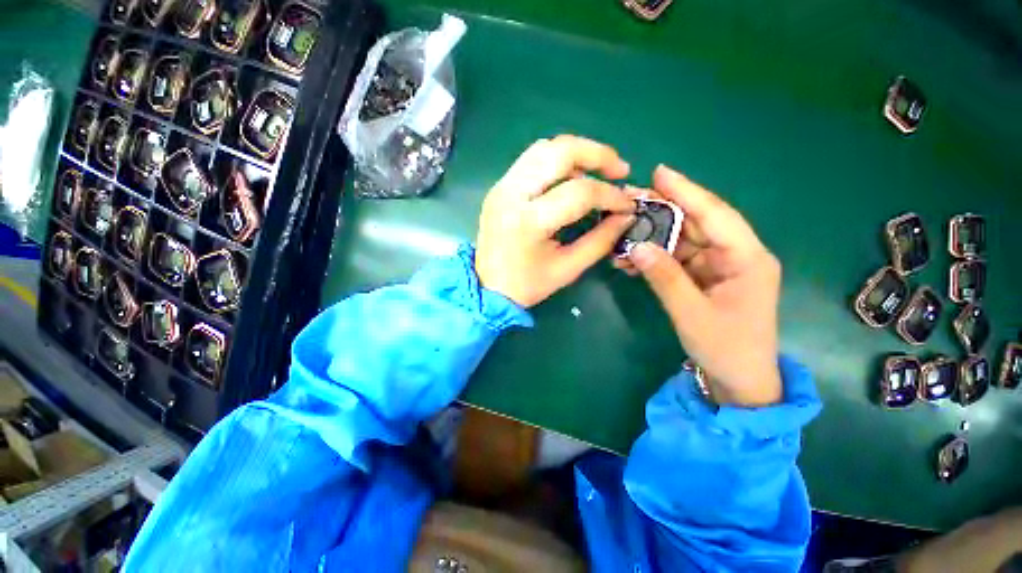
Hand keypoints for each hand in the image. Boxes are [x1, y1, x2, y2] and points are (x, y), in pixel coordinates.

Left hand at [476, 135, 635, 307]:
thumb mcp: (568, 268)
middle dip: (598, 154)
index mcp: (529, 221)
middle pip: (559, 152)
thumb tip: (626, 215)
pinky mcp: (499, 187)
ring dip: (577, 154)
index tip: (627, 205)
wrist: (488, 287)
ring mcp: (501, 187)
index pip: (579, 192)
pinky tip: (571, 178)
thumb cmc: (528, 285)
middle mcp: (512, 194)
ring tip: (597, 172)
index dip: (610, 195)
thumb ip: (601, 240)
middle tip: (620, 170)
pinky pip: (531, 160)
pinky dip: (557, 162)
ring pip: (544, 149)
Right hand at [613, 165, 782, 405]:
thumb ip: (665, 277)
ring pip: (682, 241)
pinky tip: (630, 258)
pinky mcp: (703, 278)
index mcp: (747, 258)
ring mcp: (717, 266)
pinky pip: (676, 259)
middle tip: (629, 200)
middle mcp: (734, 255)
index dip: (687, 192)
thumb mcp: (692, 313)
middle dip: (662, 211)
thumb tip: (637, 246)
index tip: (659, 172)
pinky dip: (654, 257)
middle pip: (696, 223)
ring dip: (652, 237)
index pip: (715, 215)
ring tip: (621, 231)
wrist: (738, 380)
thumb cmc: (726, 348)